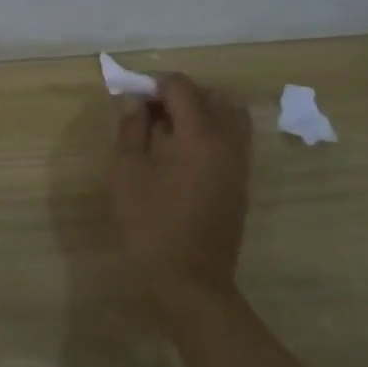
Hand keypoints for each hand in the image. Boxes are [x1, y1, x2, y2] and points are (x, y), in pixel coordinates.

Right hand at [107, 73, 251, 306]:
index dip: (155, 83)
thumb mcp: (126, 173)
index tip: (132, 95)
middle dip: (180, 93)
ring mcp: (239, 164)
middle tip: (149, 110)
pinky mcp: (241, 183)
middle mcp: (228, 142)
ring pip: (230, 116)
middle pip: (212, 96)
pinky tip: (182, 152)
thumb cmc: (151, 225)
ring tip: (169, 128)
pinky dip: (212, 131)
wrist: (191, 282)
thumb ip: (131, 130)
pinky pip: (233, 139)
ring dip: (201, 111)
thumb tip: (136, 102)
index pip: (182, 88)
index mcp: (200, 135)